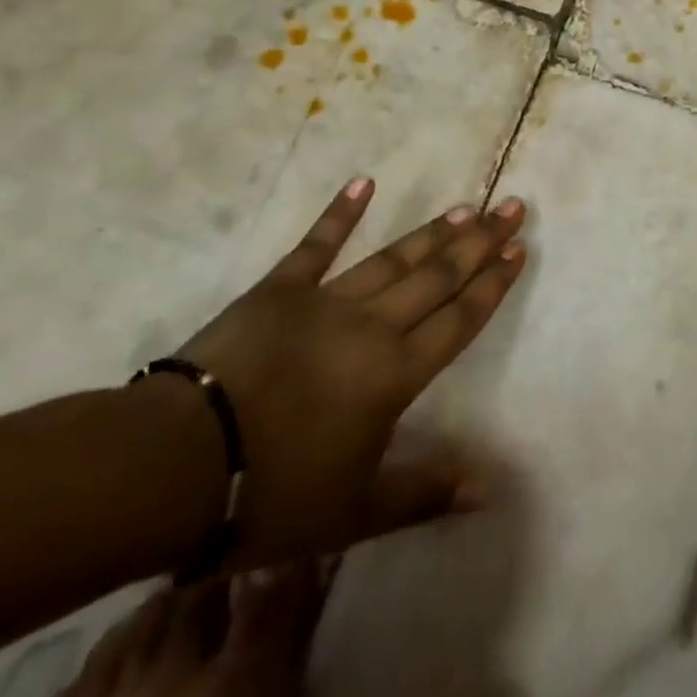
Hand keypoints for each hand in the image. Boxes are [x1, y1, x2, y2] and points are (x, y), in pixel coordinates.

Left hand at [171, 179, 526, 568]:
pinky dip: (340, 214)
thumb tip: (492, 490)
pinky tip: (364, 183)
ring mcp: (326, 301)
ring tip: (466, 207)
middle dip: (480, 243)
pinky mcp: (279, 290)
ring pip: (394, 259)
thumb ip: (426, 494)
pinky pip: (316, 245)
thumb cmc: (271, 495)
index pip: (459, 319)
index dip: (493, 284)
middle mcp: (373, 326)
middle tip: (512, 207)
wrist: (176, 466)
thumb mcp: (355, 513)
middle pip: (438, 277)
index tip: (519, 249)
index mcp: (396, 374)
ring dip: (432, 232)